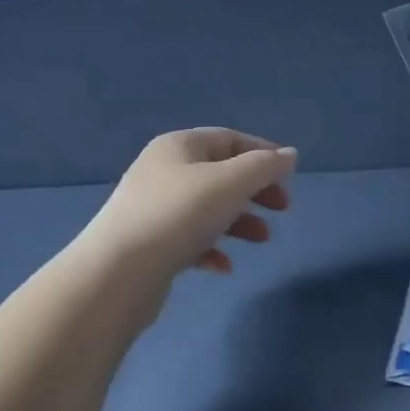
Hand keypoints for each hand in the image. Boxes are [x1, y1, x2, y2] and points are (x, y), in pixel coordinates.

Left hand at [86, 129, 295, 276]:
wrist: (118, 272)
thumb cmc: (180, 215)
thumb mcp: (231, 183)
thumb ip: (264, 167)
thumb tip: (290, 155)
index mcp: (179, 146)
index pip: (229, 138)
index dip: (263, 153)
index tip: (291, 176)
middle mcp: (163, 170)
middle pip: (220, 173)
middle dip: (255, 190)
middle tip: (283, 209)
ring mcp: (153, 208)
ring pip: (207, 208)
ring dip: (240, 221)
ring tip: (262, 240)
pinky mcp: (149, 244)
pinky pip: (189, 239)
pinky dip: (212, 248)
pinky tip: (224, 267)